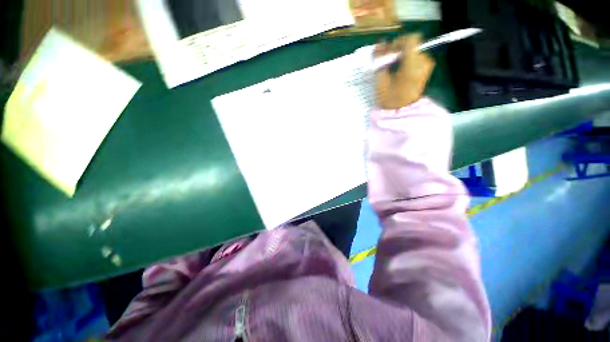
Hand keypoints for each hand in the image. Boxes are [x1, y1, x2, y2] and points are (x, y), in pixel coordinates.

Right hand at [375, 34, 434, 109]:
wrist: (401, 111)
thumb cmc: (389, 99)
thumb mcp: (381, 80)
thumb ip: (380, 60)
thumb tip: (379, 45)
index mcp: (413, 66)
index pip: (411, 39)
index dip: (398, 42)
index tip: (388, 51)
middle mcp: (424, 62)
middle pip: (411, 44)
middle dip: (397, 49)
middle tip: (386, 59)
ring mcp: (426, 65)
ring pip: (413, 50)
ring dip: (401, 54)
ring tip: (390, 65)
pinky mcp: (425, 68)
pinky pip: (415, 56)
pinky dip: (406, 59)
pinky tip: (397, 68)